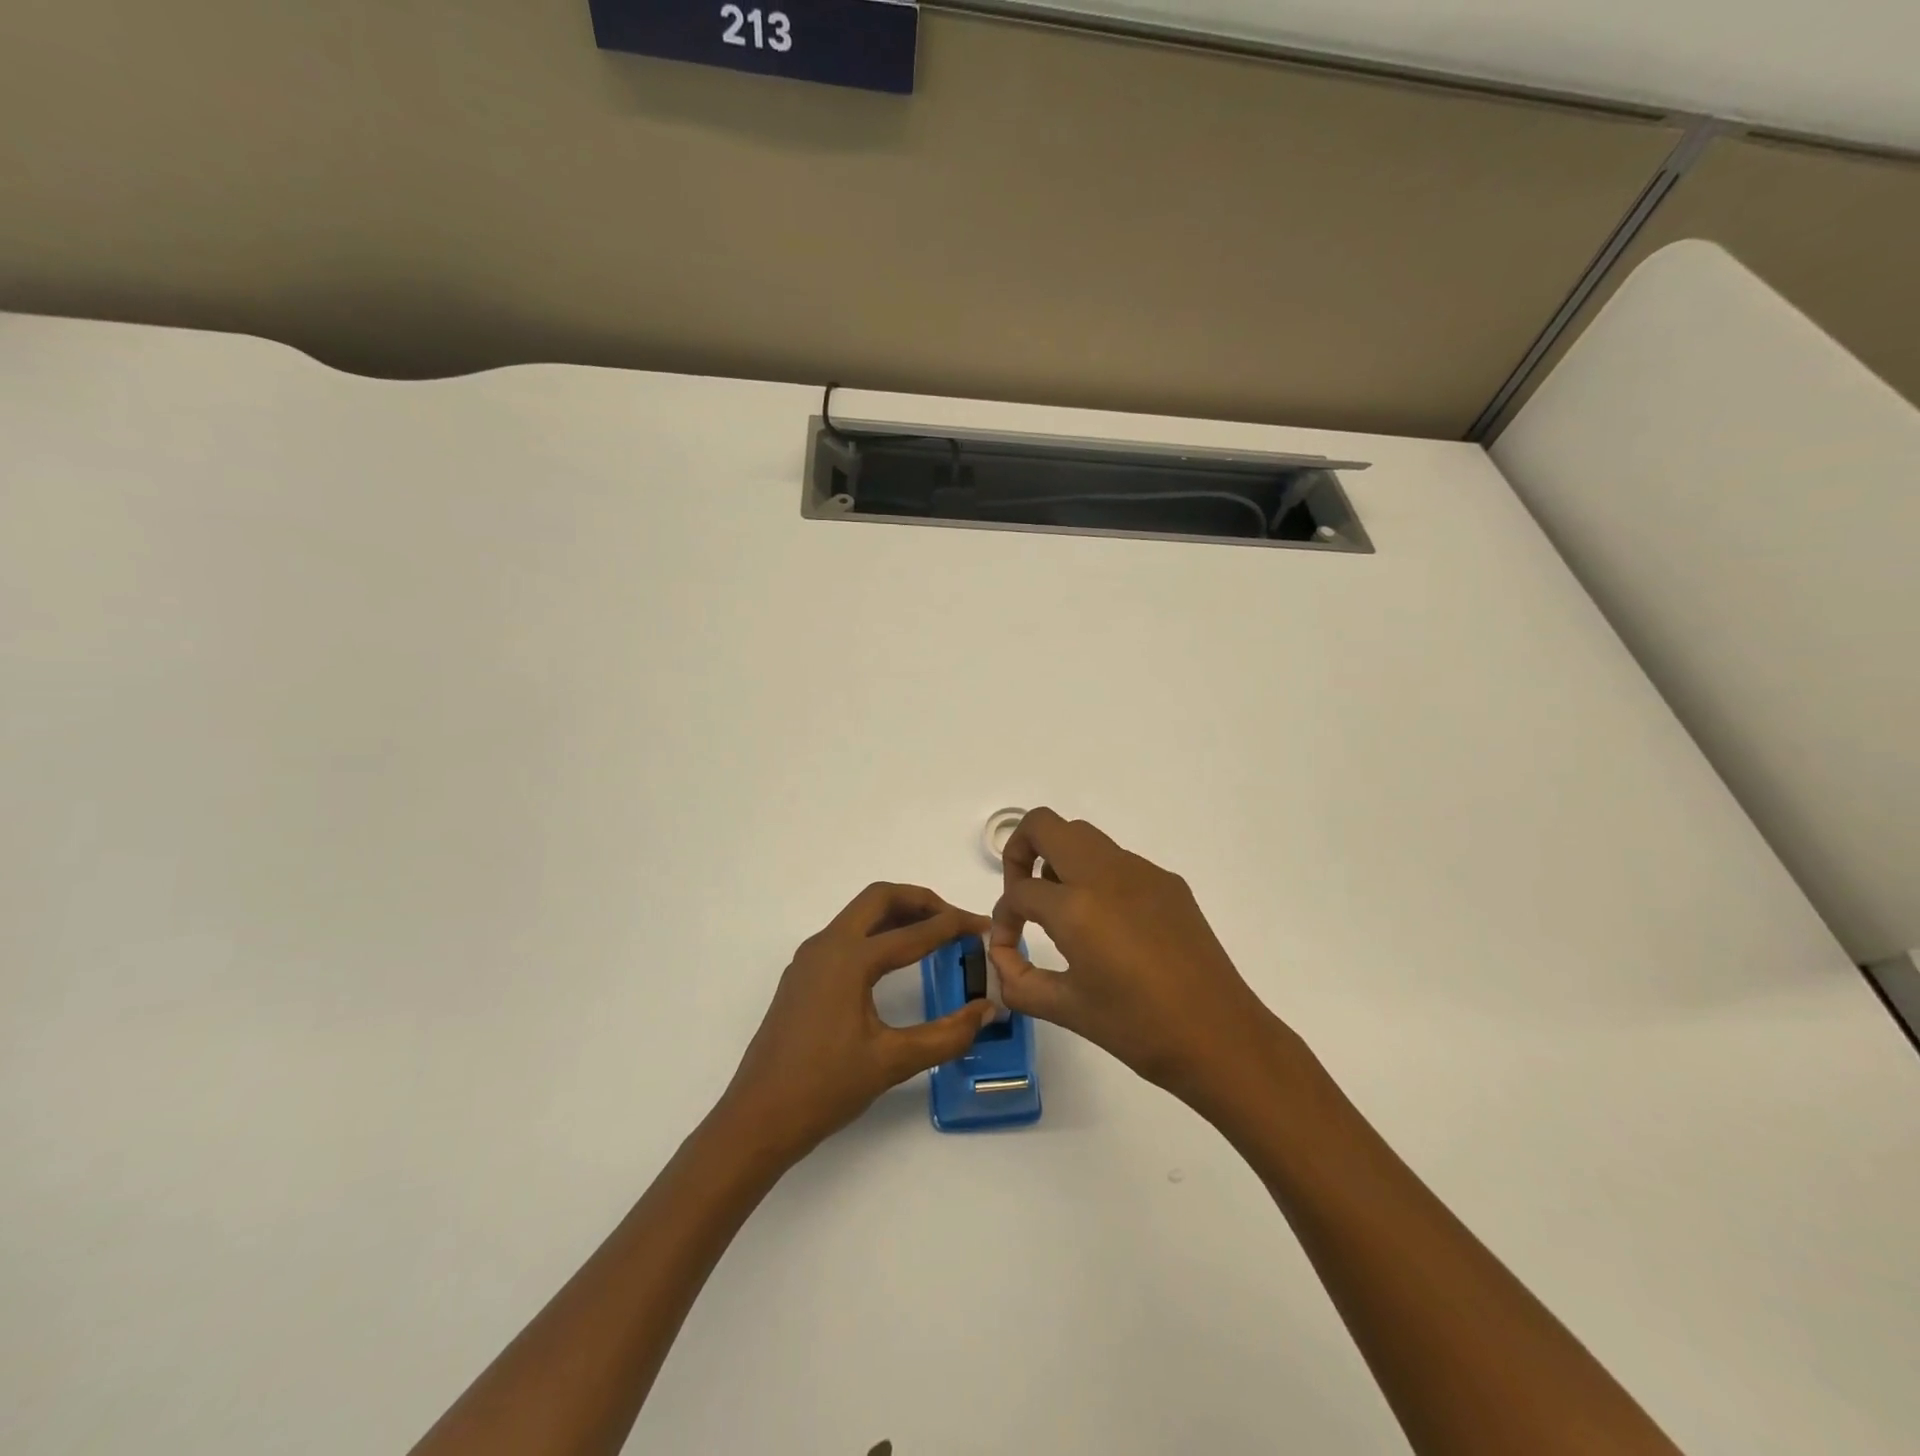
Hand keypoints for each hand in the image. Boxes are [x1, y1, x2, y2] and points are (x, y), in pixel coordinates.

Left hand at [719, 883, 996, 1161]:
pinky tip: (895, 960)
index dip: (954, 926)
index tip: (984, 926)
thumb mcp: (892, 1062)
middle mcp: (826, 946)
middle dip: (921, 901)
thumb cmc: (824, 1088)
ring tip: (933, 933)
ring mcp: (810, 959)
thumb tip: (987, 1010)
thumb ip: (946, 1035)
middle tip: (955, 920)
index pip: (914, 932)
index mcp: (849, 959)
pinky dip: (877, 933)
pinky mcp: (803, 976)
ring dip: (898, 914)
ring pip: (859, 914)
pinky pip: (846, 936)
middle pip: (879, 898)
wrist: (756, 1119)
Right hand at [988, 809, 1286, 1102]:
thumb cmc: (1138, 1029)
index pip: (1019, 891)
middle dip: (1021, 852)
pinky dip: (1096, 877)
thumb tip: (1001, 960)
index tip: (1008, 947)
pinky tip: (1110, 926)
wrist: (1220, 1037)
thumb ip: (1018, 982)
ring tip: (1064, 911)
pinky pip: (1117, 860)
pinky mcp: (1167, 881)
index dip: (1003, 918)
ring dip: (1059, 860)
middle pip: (1044, 825)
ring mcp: (1141, 871)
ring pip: (1082, 836)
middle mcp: (1106, 874)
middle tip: (1025, 896)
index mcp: (1076, 907)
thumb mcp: (1066, 1009)